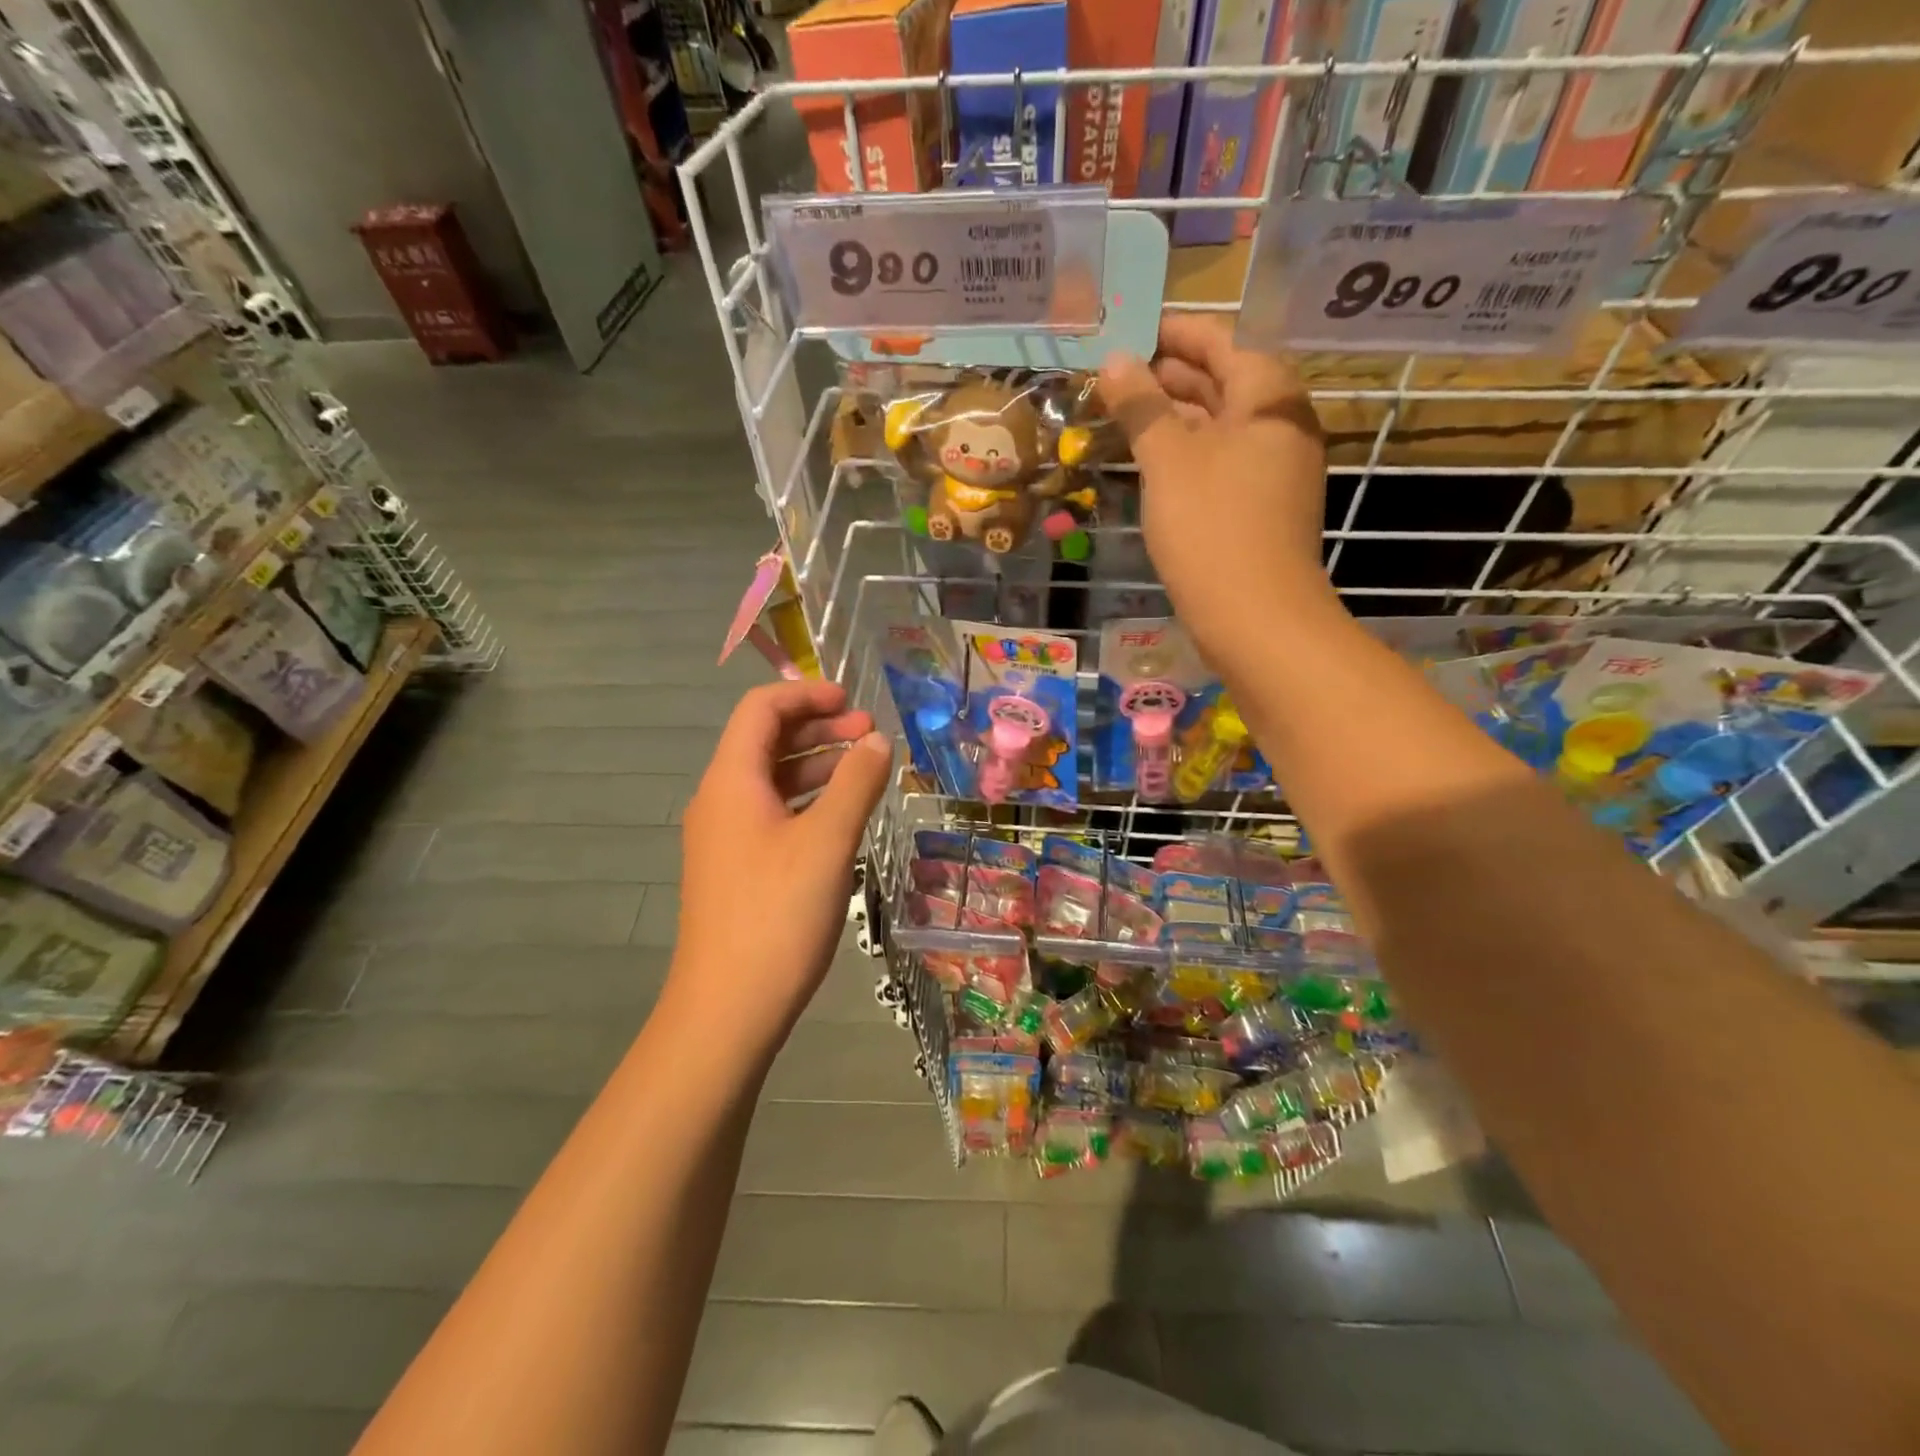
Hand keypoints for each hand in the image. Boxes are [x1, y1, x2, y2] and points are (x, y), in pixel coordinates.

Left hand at [672, 681, 891, 1058]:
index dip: (807, 694)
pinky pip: (772, 814)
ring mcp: (725, 837)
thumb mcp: (828, 841)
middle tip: (871, 737)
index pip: (761, 709)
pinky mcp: (736, 869)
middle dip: (819, 728)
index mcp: (732, 781)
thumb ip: (856, 783)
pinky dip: (808, 801)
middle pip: (766, 741)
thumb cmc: (778, 914)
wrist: (728, 1008)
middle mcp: (720, 800)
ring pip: (772, 780)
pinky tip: (842, 817)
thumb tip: (878, 741)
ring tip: (866, 771)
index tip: (854, 702)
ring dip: (817, 765)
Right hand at [1097, 315, 1331, 662]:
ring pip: (1217, 425)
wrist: (1256, 618)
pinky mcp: (1260, 505)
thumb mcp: (1168, 460)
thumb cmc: (1212, 527)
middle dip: (1167, 375)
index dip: (1172, 332)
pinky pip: (1219, 461)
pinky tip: (1148, 461)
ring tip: (1120, 413)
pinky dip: (1185, 453)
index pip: (1220, 340)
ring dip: (1171, 416)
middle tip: (1112, 374)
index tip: (1126, 329)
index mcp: (1268, 395)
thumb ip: (1142, 405)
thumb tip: (1117, 360)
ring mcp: (1273, 467)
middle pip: (1221, 380)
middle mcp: (1279, 423)